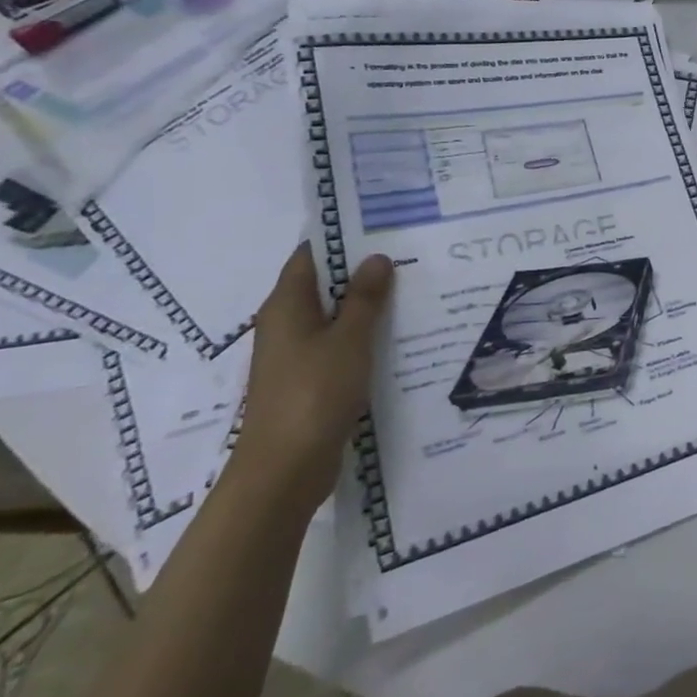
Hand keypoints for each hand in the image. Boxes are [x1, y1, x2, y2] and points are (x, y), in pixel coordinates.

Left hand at [232, 246, 393, 507]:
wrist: (284, 469)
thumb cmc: (314, 394)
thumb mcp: (349, 339)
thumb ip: (365, 299)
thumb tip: (377, 257)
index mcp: (286, 306)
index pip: (310, 256)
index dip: (342, 239)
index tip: (382, 227)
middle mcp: (284, 325)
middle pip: (322, 286)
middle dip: (361, 272)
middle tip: (409, 257)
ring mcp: (293, 356)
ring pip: (332, 318)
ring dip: (365, 306)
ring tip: (412, 292)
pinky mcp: (306, 381)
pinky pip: (336, 346)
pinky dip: (362, 337)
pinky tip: (396, 337)